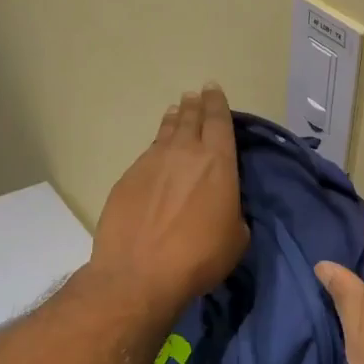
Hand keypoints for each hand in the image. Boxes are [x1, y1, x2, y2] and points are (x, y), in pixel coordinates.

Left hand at [91, 85, 248, 319]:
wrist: (138, 274)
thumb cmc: (199, 257)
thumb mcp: (236, 237)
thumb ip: (233, 211)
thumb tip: (224, 206)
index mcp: (218, 162)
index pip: (219, 121)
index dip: (217, 103)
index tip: (213, 90)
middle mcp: (184, 153)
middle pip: (190, 118)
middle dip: (195, 105)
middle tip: (195, 96)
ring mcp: (151, 163)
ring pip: (166, 131)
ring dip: (174, 120)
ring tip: (176, 112)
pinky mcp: (128, 178)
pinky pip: (148, 153)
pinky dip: (156, 146)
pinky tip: (157, 153)